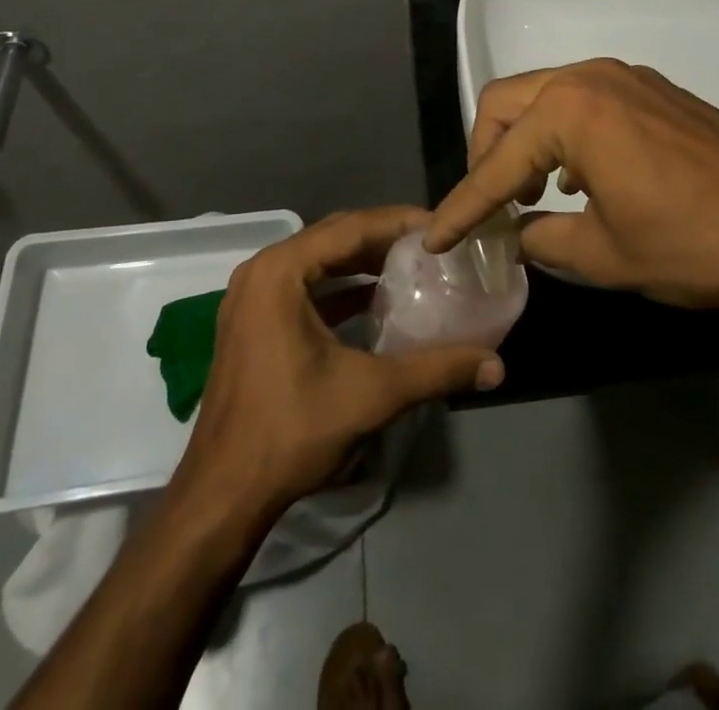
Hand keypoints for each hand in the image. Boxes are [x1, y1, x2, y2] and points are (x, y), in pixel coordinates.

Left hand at [171, 206, 504, 517]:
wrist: (222, 496)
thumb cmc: (291, 432)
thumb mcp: (371, 394)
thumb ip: (436, 370)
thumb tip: (496, 365)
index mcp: (280, 272)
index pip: (350, 227)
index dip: (399, 222)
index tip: (441, 226)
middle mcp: (261, 271)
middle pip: (334, 237)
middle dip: (384, 237)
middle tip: (433, 243)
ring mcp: (252, 297)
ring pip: (319, 260)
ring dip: (363, 260)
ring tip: (413, 263)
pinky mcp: (254, 322)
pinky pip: (305, 285)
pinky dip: (341, 286)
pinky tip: (377, 298)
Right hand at [426, 60, 718, 329]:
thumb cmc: (692, 243)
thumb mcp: (605, 254)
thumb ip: (545, 239)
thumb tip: (519, 233)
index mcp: (570, 112)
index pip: (496, 163)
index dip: (463, 206)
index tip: (436, 237)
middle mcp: (591, 77)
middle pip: (508, 102)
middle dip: (485, 152)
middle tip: (488, 204)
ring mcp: (628, 77)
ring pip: (547, 95)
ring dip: (526, 139)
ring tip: (531, 193)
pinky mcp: (655, 89)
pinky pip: (586, 100)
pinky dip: (565, 132)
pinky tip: (581, 178)